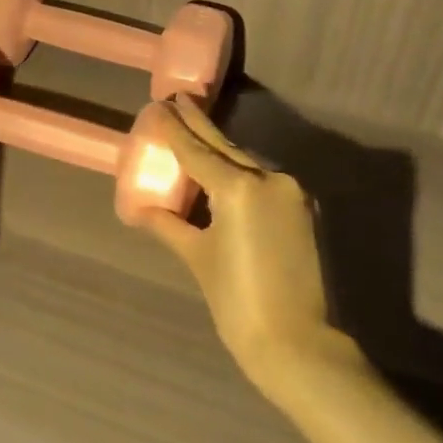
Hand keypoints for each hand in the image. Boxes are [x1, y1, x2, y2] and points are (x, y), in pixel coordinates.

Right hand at [139, 96, 336, 393]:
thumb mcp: (198, 257)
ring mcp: (290, 191)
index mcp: (237, 187)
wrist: (296, 341)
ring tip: (194, 134)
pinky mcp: (302, 207)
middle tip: (177, 101)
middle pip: (224, 146)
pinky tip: (223, 169)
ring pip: (245, 161)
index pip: (196, 149)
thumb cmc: (237, 301)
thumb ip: (168, 225)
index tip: (159, 104)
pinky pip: (262, 179)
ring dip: (219, 148)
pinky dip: (239, 171)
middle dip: (198, 124)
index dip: (174, 128)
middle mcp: (268, 178)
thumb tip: (140, 208)